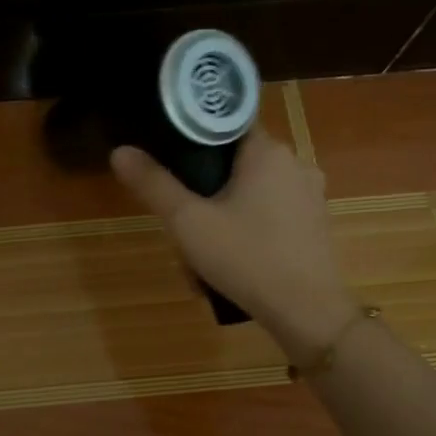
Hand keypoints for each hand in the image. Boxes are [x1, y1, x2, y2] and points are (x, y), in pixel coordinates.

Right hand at [111, 129, 356, 356]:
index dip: (192, 138)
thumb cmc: (246, 258)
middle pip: (235, 163)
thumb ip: (153, 184)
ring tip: (200, 251)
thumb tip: (119, 151)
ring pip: (251, 192)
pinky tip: (231, 261)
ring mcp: (310, 195)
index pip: (224, 123)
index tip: (169, 162)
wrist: (307, 312)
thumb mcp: (188, 222)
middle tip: (181, 222)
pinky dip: (247, 229)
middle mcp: (295, 163)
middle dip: (203, 190)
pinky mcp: (315, 224)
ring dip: (222, 214)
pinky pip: (270, 214)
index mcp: (267, 151)